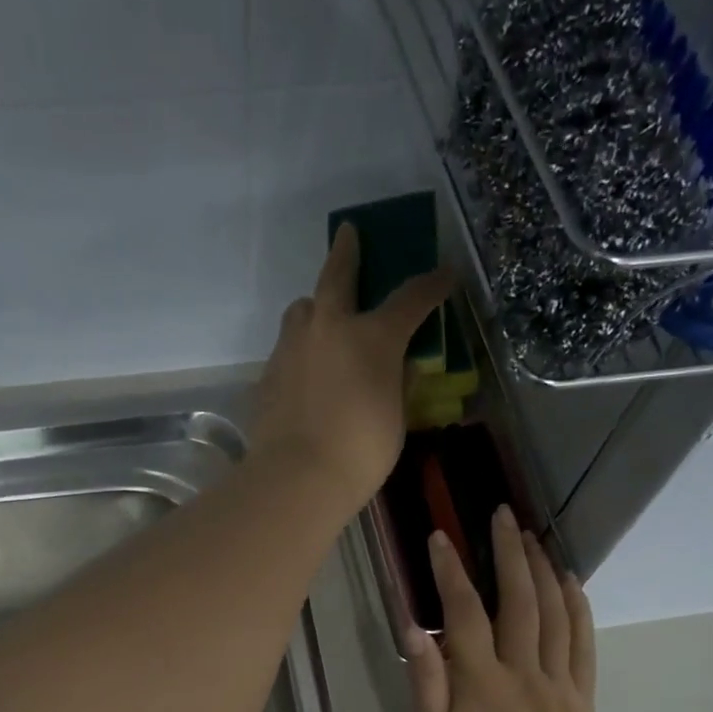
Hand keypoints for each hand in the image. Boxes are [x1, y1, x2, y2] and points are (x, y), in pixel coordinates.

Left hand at [251, 222, 451, 510]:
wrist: (296, 478)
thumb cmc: (360, 452)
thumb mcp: (395, 418)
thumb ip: (398, 383)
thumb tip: (400, 365)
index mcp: (372, 337)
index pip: (410, 298)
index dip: (431, 285)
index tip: (445, 275)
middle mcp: (328, 328)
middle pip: (337, 276)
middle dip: (347, 252)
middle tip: (348, 234)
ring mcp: (291, 348)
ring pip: (302, 310)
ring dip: (315, 307)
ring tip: (322, 319)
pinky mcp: (267, 374)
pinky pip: (287, 349)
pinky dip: (301, 350)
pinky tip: (305, 372)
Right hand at [406, 505, 595, 711]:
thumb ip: (424, 681)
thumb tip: (413, 626)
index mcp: (480, 683)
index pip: (463, 612)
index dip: (450, 571)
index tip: (440, 536)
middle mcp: (523, 673)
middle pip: (518, 600)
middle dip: (507, 551)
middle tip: (501, 514)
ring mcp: (559, 682)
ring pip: (555, 613)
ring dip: (542, 569)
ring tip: (531, 536)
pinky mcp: (582, 695)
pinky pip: (584, 642)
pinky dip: (578, 606)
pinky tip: (569, 580)